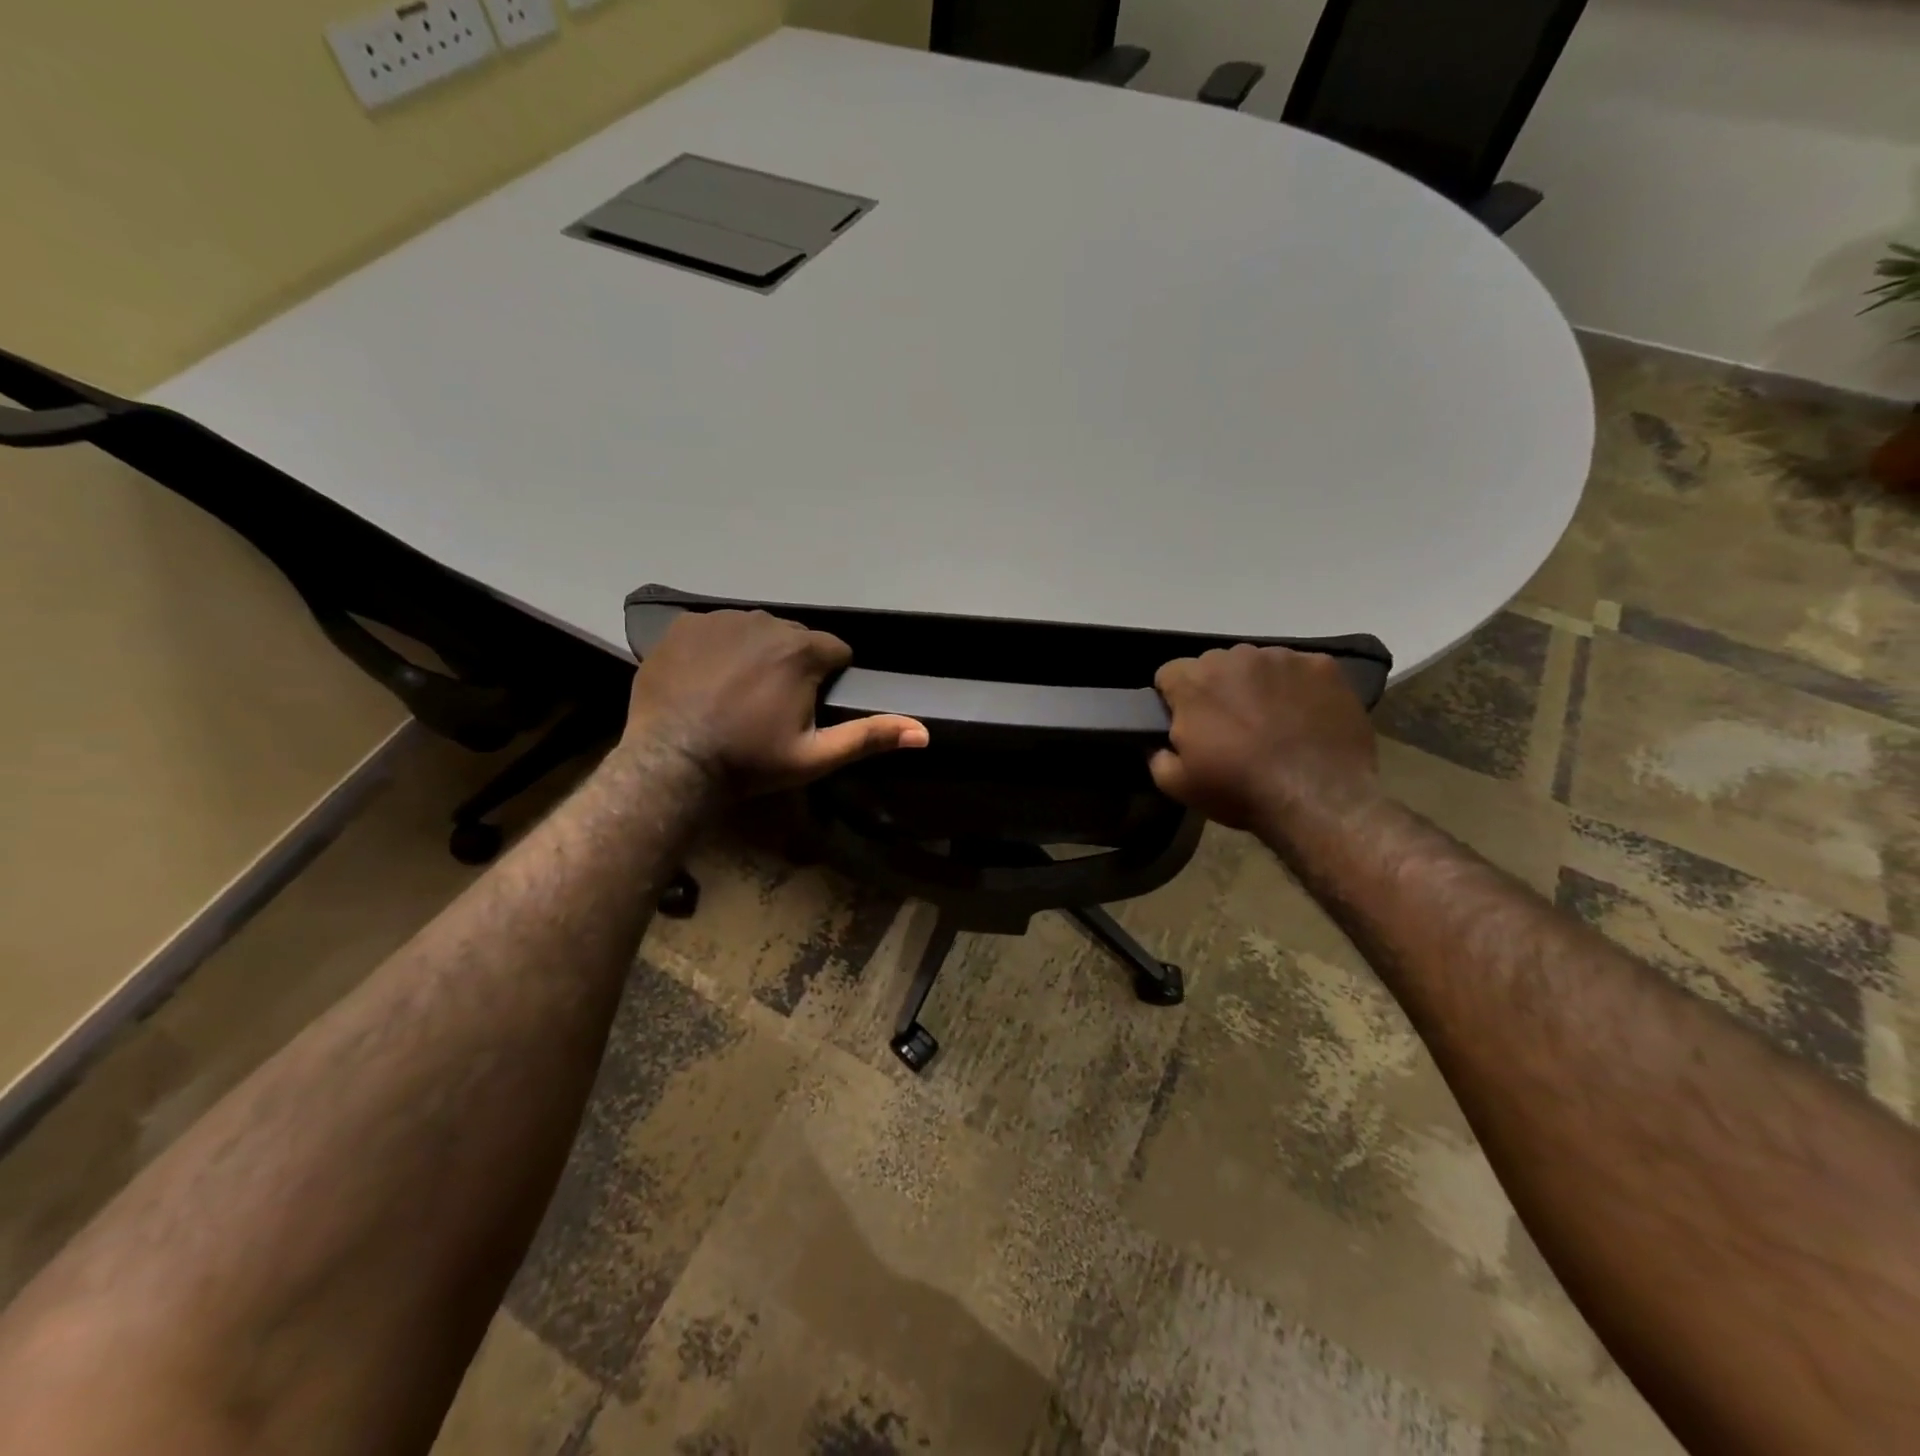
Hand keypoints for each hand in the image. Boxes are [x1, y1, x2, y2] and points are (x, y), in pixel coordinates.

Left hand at [622, 611, 927, 797]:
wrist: (671, 763)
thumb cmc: (750, 762)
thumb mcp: (816, 756)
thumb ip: (870, 737)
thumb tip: (924, 732)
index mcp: (803, 650)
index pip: (835, 652)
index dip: (827, 680)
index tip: (807, 707)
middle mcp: (765, 622)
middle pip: (795, 638)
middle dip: (792, 665)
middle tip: (770, 705)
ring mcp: (721, 619)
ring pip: (755, 631)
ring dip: (756, 654)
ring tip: (735, 693)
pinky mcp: (685, 625)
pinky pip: (716, 629)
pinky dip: (718, 648)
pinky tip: (706, 680)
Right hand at [1151, 645, 1378, 833]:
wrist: (1323, 795)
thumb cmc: (1242, 789)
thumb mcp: (1179, 786)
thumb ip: (1157, 757)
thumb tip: (1158, 744)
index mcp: (1194, 681)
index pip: (1169, 674)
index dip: (1174, 701)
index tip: (1187, 726)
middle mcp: (1235, 656)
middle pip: (1214, 665)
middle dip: (1216, 690)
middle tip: (1230, 728)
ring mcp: (1282, 657)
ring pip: (1257, 665)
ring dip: (1256, 686)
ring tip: (1273, 724)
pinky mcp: (1322, 666)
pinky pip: (1298, 670)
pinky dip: (1296, 688)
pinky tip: (1305, 719)